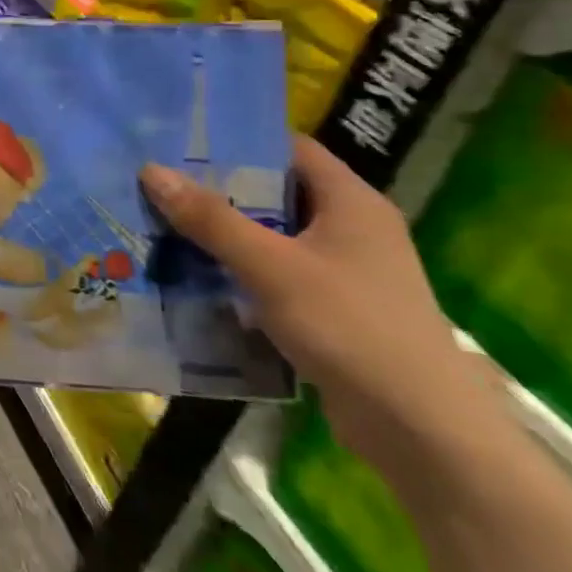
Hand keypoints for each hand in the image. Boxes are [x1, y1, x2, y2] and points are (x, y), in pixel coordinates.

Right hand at [140, 137, 502, 484]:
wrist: (420, 431)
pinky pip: (273, 275)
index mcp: (351, 202)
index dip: (237, 140)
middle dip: (215, 190)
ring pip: (269, 237)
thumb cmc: (351, 328)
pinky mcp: (331, 310)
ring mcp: (342, 272)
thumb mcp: (271, 267)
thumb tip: (151, 170)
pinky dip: (236, 272)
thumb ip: (211, 219)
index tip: (179, 141)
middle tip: (156, 183)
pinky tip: (192, 276)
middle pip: (273, 193)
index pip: (288, 149)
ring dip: (221, 235)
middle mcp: (350, 228)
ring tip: (159, 225)